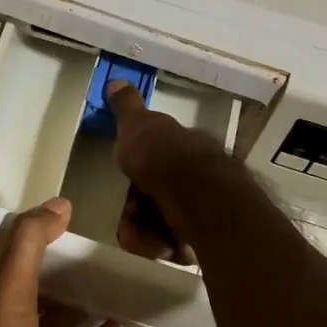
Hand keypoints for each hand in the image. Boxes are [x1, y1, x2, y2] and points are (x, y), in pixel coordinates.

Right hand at [104, 79, 222, 262]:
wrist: (199, 198)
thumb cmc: (163, 157)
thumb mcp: (138, 125)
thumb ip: (126, 108)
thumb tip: (117, 81)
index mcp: (187, 147)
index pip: (157, 161)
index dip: (137, 175)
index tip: (124, 184)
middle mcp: (201, 175)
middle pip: (158, 196)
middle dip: (137, 210)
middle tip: (128, 220)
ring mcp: (208, 206)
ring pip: (164, 222)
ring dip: (146, 231)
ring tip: (142, 237)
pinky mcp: (210, 236)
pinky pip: (177, 244)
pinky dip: (163, 246)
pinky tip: (160, 246)